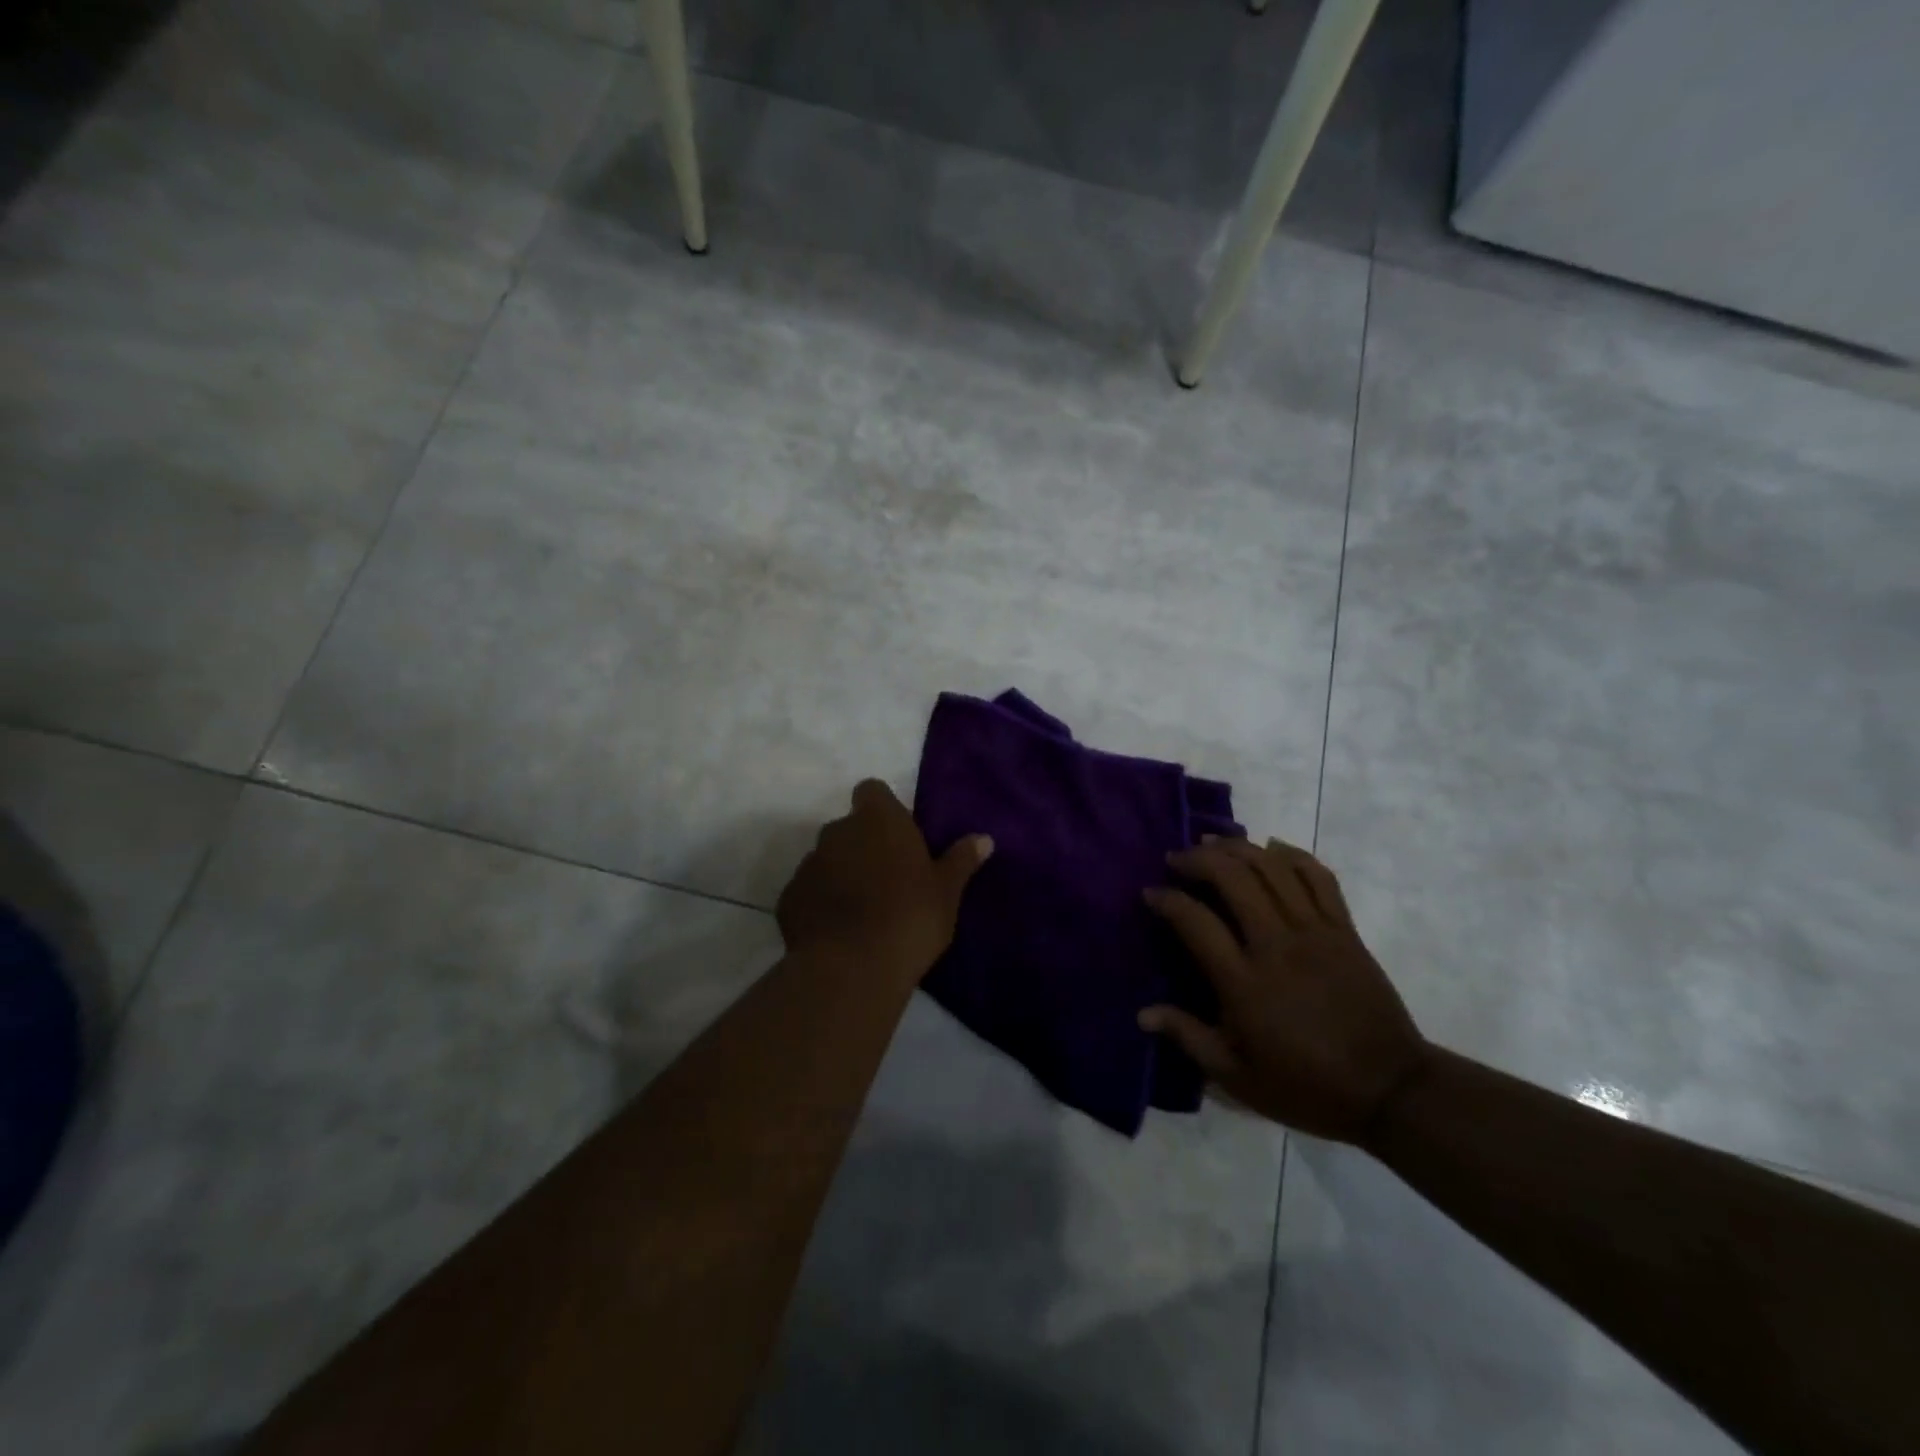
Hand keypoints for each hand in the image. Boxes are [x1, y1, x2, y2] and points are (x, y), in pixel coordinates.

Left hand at [776, 780, 992, 980]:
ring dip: (841, 874)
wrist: (852, 968)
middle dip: (864, 846)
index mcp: (878, 819)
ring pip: (827, 859)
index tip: (899, 836)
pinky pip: (808, 892)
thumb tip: (984, 839)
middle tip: (887, 879)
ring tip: (863, 911)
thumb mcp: (947, 891)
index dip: (883, 809)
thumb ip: (961, 860)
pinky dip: (820, 903)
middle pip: (849, 827)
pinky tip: (837, 932)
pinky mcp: (788, 898)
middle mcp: (838, 831)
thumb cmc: (910, 918)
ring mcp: (808, 864)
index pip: (872, 791)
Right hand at [1140, 837, 1431, 1144]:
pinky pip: (1318, 877)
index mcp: (1244, 983)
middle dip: (1198, 859)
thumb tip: (1143, 1013)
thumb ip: (1188, 1037)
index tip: (1151, 893)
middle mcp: (1276, 945)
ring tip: (1213, 844)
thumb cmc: (1306, 1086)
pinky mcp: (1345, 930)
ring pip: (1272, 868)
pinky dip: (1292, 854)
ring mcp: (1315, 932)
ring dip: (1237, 847)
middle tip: (1177, 860)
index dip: (1167, 900)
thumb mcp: (1237, 1077)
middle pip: (1233, 878)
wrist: (1390, 1090)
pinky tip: (1271, 848)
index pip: (1195, 921)